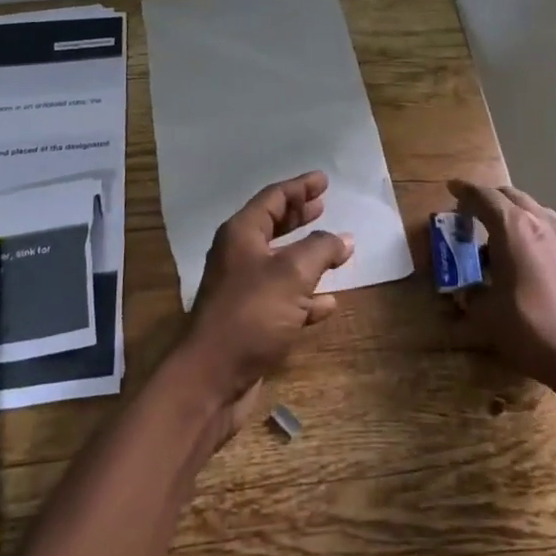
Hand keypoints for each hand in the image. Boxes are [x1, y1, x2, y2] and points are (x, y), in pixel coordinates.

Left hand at [177, 172, 351, 434]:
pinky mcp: (251, 321)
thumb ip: (321, 250)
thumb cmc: (252, 313)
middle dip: (299, 216)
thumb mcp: (293, 274)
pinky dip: (305, 296)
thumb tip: (343, 239)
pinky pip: (283, 299)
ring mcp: (243, 290)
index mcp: (241, 234)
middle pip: (272, 226)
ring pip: (280, 264)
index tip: (323, 180)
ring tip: (334, 249)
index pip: (273, 198)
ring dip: (307, 256)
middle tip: (323, 205)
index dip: (299, 187)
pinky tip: (328, 302)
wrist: (213, 376)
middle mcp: (239, 256)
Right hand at [446, 180, 555, 406]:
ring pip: (537, 211)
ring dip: (516, 214)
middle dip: (490, 199)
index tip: (452, 189)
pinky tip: (532, 257)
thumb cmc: (529, 329)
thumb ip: (470, 293)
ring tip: (502, 235)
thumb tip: (465, 291)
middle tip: (473, 213)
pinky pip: (554, 231)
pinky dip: (537, 232)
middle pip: (512, 196)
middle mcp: (541, 224)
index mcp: (513, 228)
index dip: (465, 191)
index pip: (484, 197)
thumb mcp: (485, 313)